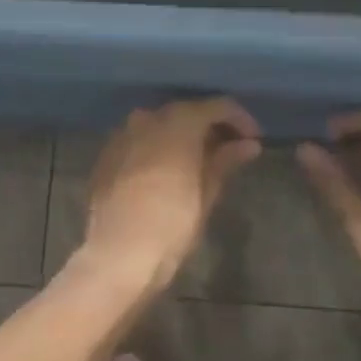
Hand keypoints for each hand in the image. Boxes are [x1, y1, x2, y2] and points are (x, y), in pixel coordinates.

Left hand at [81, 98, 261, 292]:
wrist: (117, 254)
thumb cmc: (171, 224)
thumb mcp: (206, 193)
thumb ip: (225, 161)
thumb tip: (248, 145)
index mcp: (178, 122)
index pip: (217, 106)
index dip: (240, 119)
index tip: (254, 139)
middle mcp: (147, 118)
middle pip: (185, 112)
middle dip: (209, 127)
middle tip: (230, 150)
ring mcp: (122, 135)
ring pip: (159, 125)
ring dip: (182, 137)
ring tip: (200, 162)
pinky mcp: (106, 156)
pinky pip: (139, 142)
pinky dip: (157, 149)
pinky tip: (167, 171)